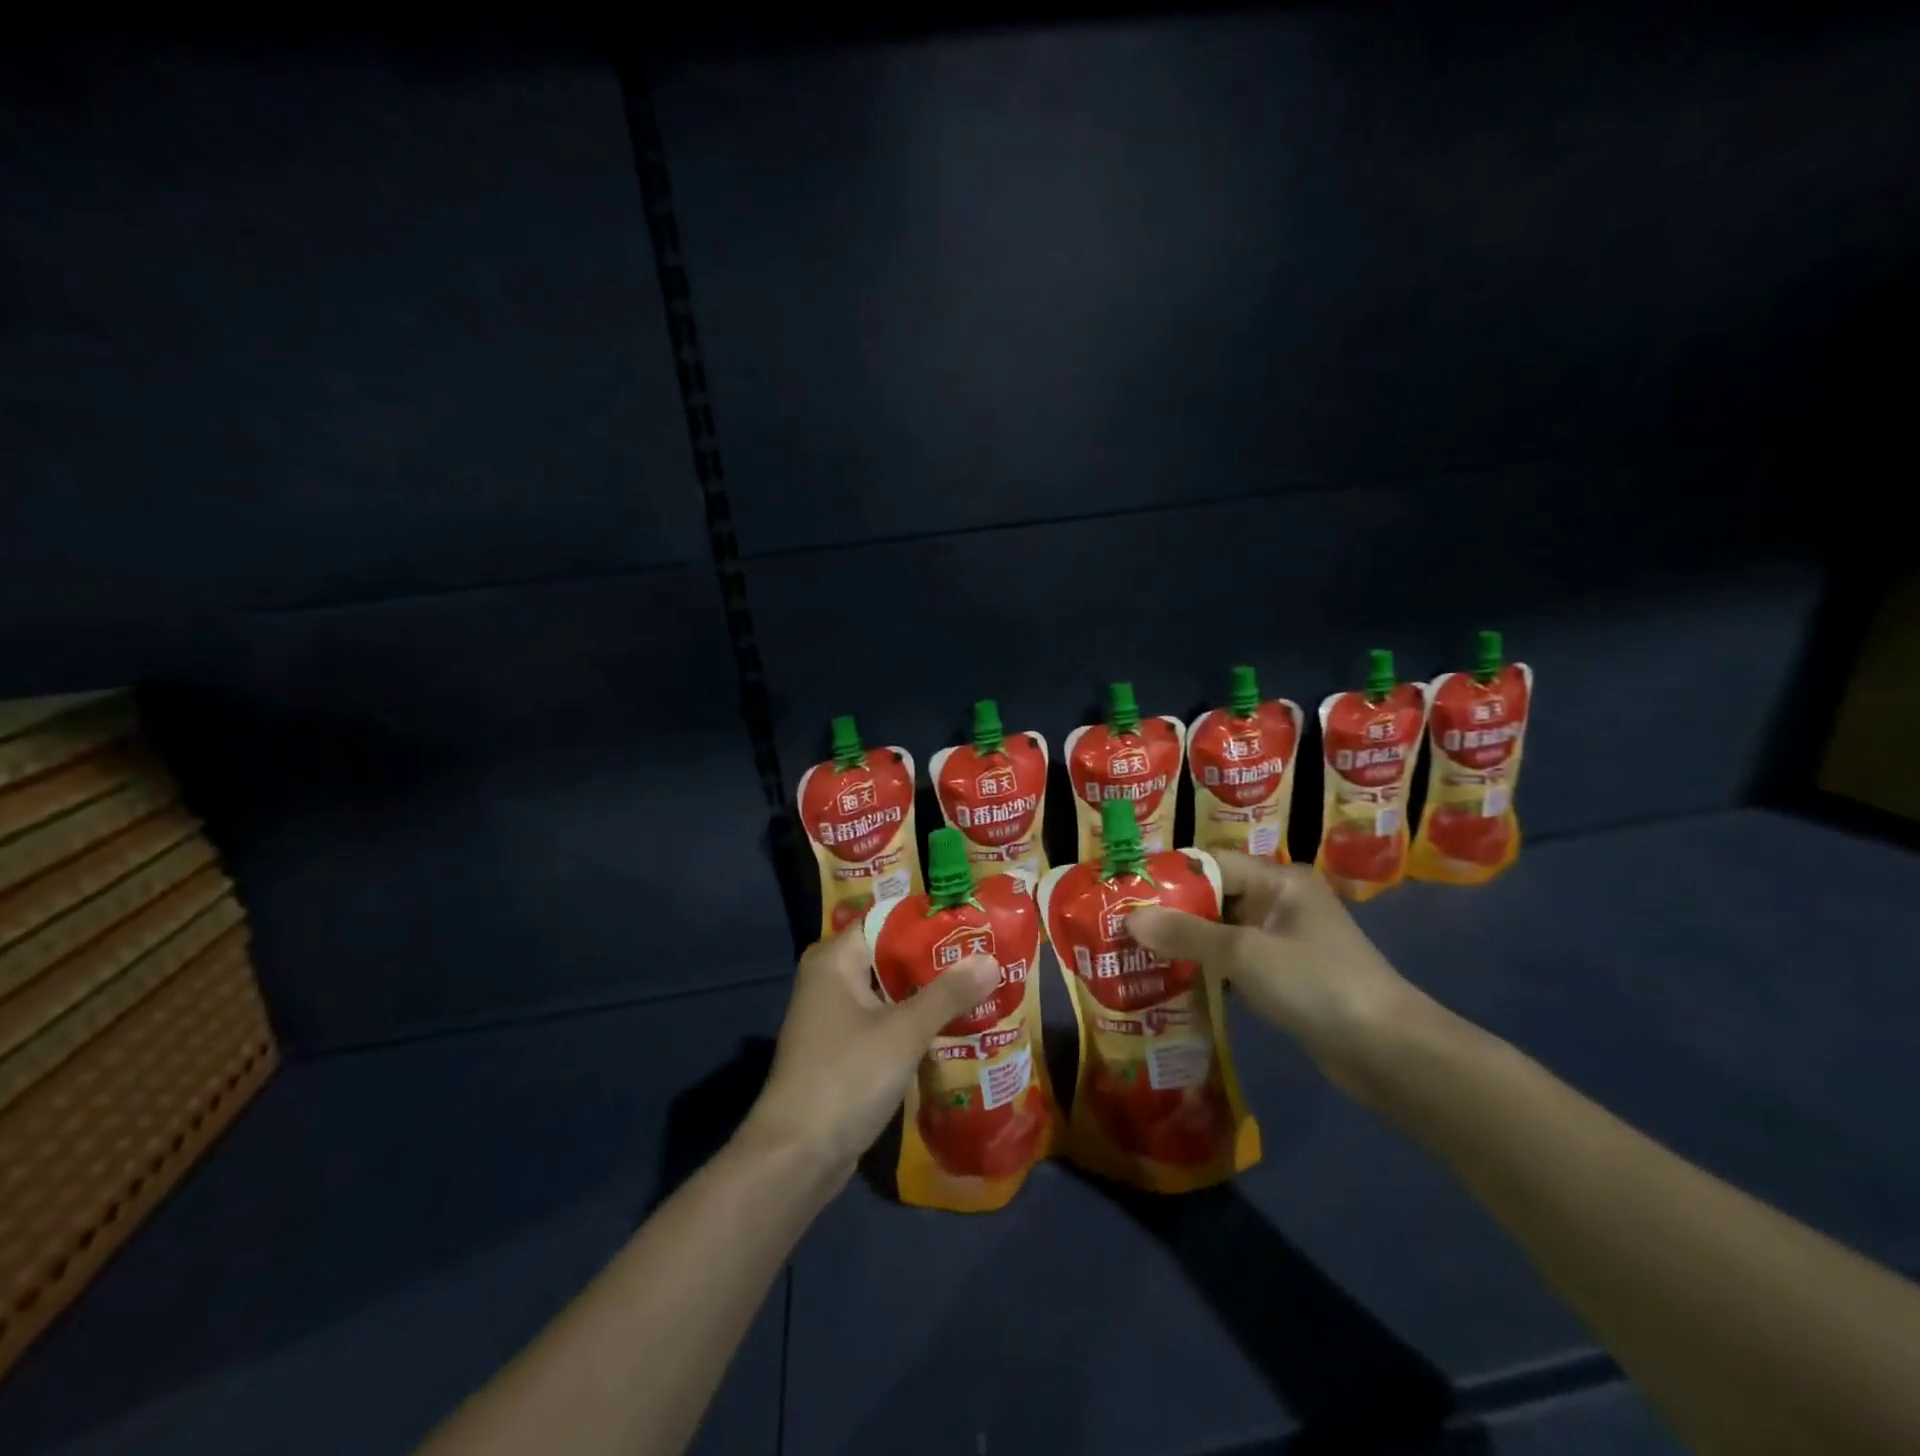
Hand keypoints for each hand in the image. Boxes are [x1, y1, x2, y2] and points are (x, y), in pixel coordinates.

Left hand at [739, 930, 999, 1186]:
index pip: (888, 920)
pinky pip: (886, 1019)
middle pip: (892, 955)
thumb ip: (948, 993)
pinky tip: (954, 1026)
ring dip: (930, 993)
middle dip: (937, 960)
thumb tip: (991, 959)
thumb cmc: (847, 1078)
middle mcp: (831, 979)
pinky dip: (915, 1020)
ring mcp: (835, 1016)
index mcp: (836, 959)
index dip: (930, 921)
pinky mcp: (843, 1048)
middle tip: (987, 956)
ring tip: (981, 987)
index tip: (973, 923)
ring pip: (892, 990)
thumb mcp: (903, 1032)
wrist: (796, 1158)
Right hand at [1129, 851, 1435, 1101]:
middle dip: (1171, 913)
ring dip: (1187, 945)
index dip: (1168, 876)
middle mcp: (1282, 903)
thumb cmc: (1315, 984)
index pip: (1211, 864)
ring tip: (1138, 956)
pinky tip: (1174, 984)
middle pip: (1215, 897)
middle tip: (1123, 928)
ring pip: (1223, 933)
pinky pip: (1237, 962)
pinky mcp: (1288, 977)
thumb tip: (1131, 918)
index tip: (1126, 892)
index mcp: (1279, 881)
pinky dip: (1208, 969)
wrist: (1388, 1053)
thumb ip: (1186, 933)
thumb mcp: (1244, 953)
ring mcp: (1286, 942)